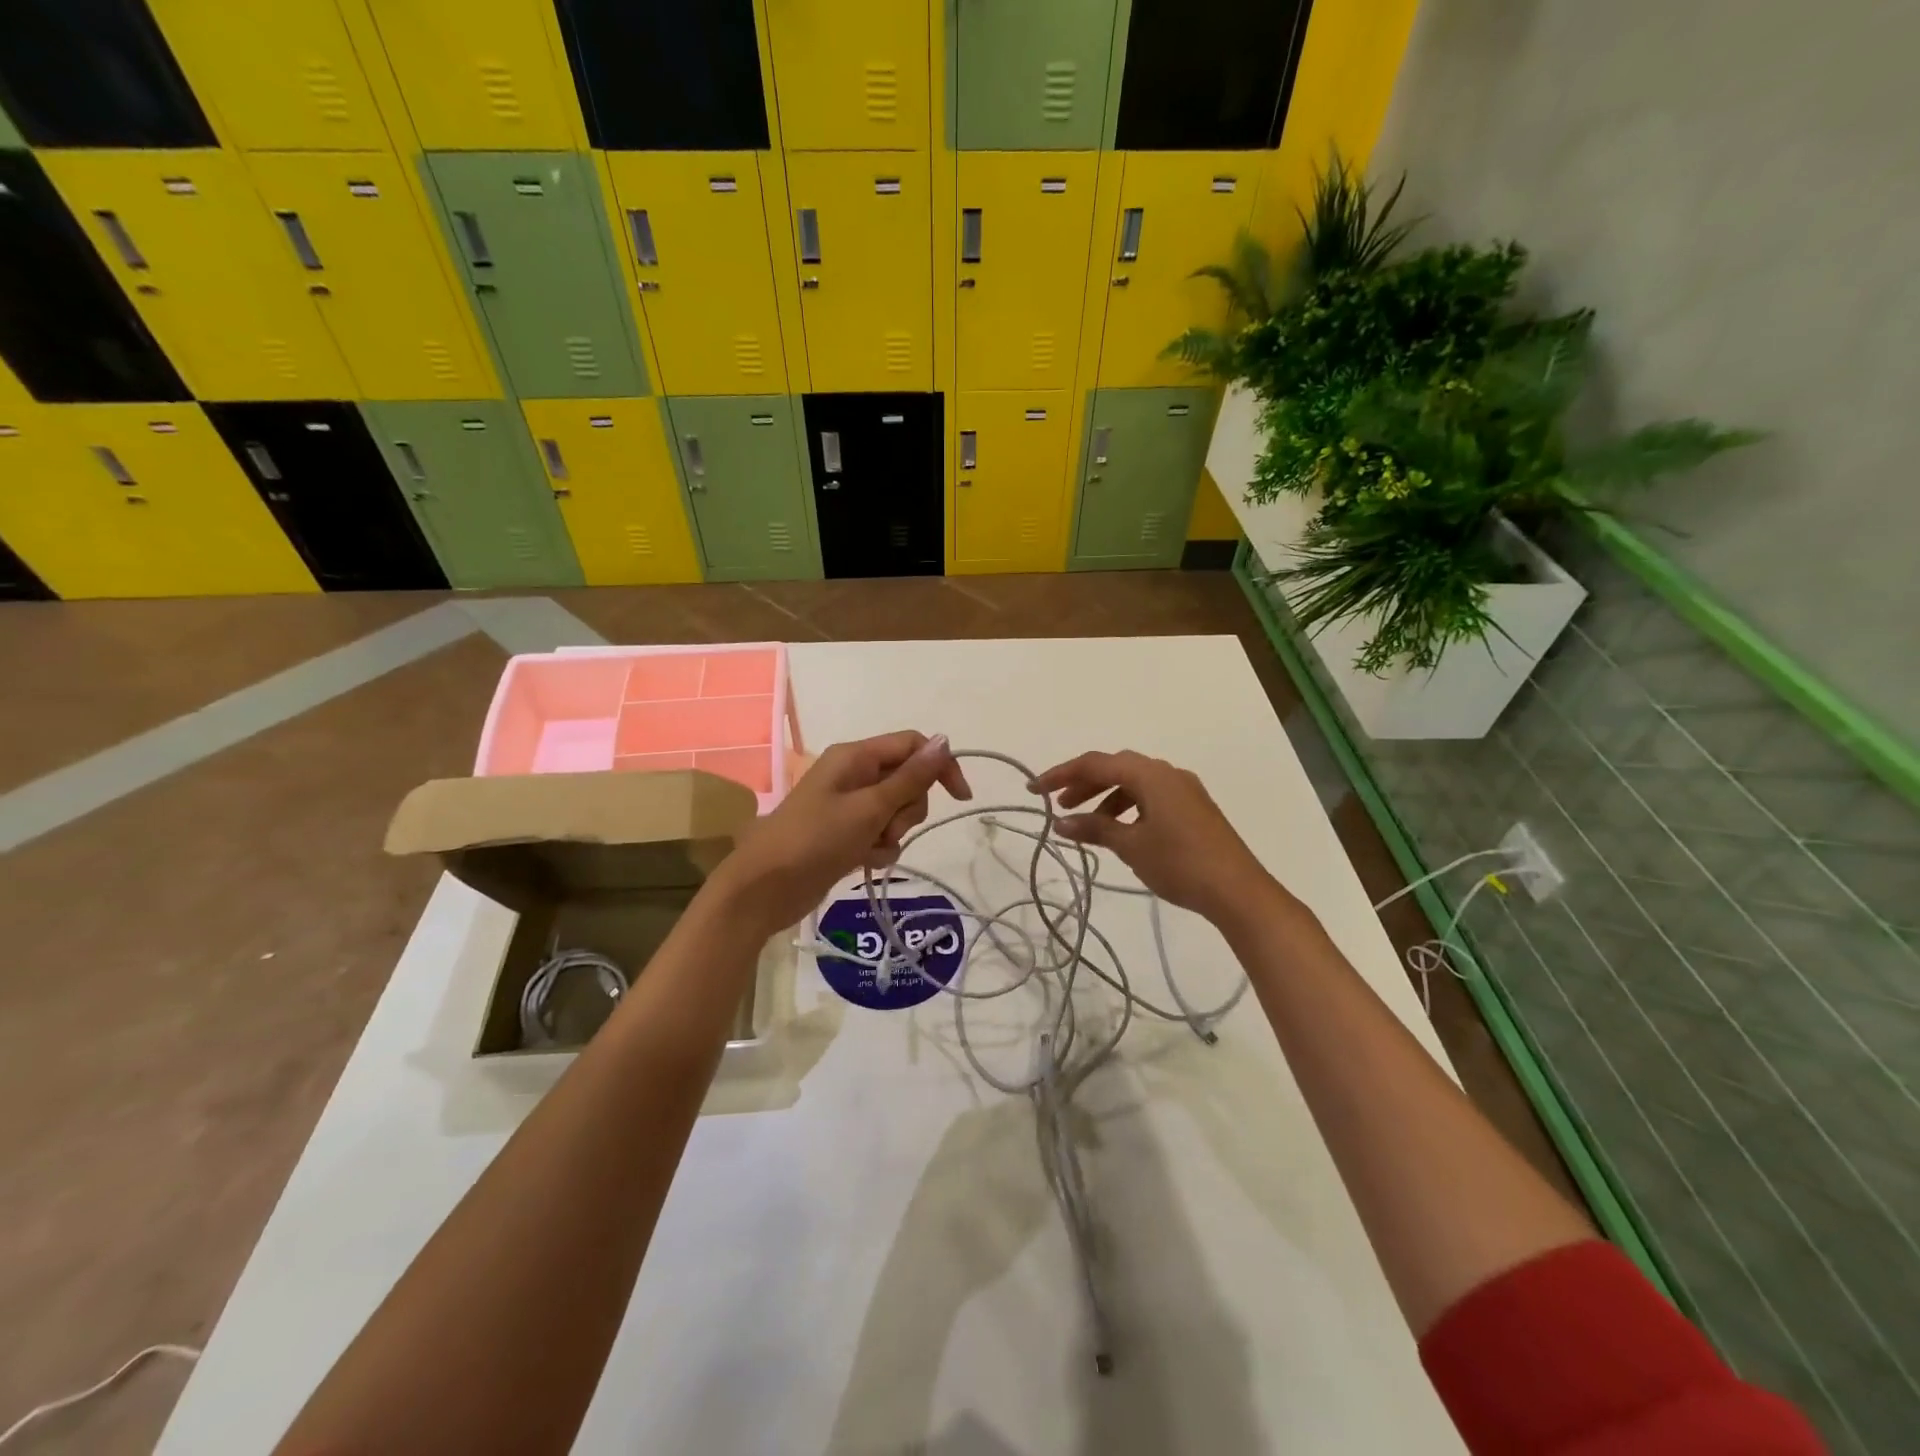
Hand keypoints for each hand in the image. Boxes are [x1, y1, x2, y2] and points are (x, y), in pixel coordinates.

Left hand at [710, 731, 971, 935]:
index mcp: (856, 756)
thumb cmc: (816, 839)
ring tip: (870, 848)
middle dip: (908, 808)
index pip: (913, 745)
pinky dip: (879, 848)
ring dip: (893, 832)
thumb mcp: (870, 807)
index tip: (960, 798)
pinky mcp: (846, 834)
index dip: (940, 766)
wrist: (766, 888)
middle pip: (907, 780)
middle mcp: (854, 774)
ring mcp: (849, 805)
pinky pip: (880, 833)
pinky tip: (863, 862)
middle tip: (887, 827)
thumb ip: (910, 777)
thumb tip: (945, 740)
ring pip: (896, 810)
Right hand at [1029, 750, 1280, 924]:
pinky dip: (1128, 806)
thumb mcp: (1131, 846)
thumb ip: (1094, 829)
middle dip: (1083, 783)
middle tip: (1059, 804)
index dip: (1061, 774)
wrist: (1238, 891)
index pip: (1096, 764)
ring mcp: (1184, 789)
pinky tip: (1120, 830)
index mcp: (1150, 774)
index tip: (1035, 790)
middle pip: (1115, 767)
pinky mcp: (1193, 808)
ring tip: (1087, 823)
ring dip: (1105, 797)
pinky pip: (1151, 796)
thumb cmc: (1180, 863)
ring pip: (1134, 782)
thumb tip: (1060, 823)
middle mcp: (1167, 773)